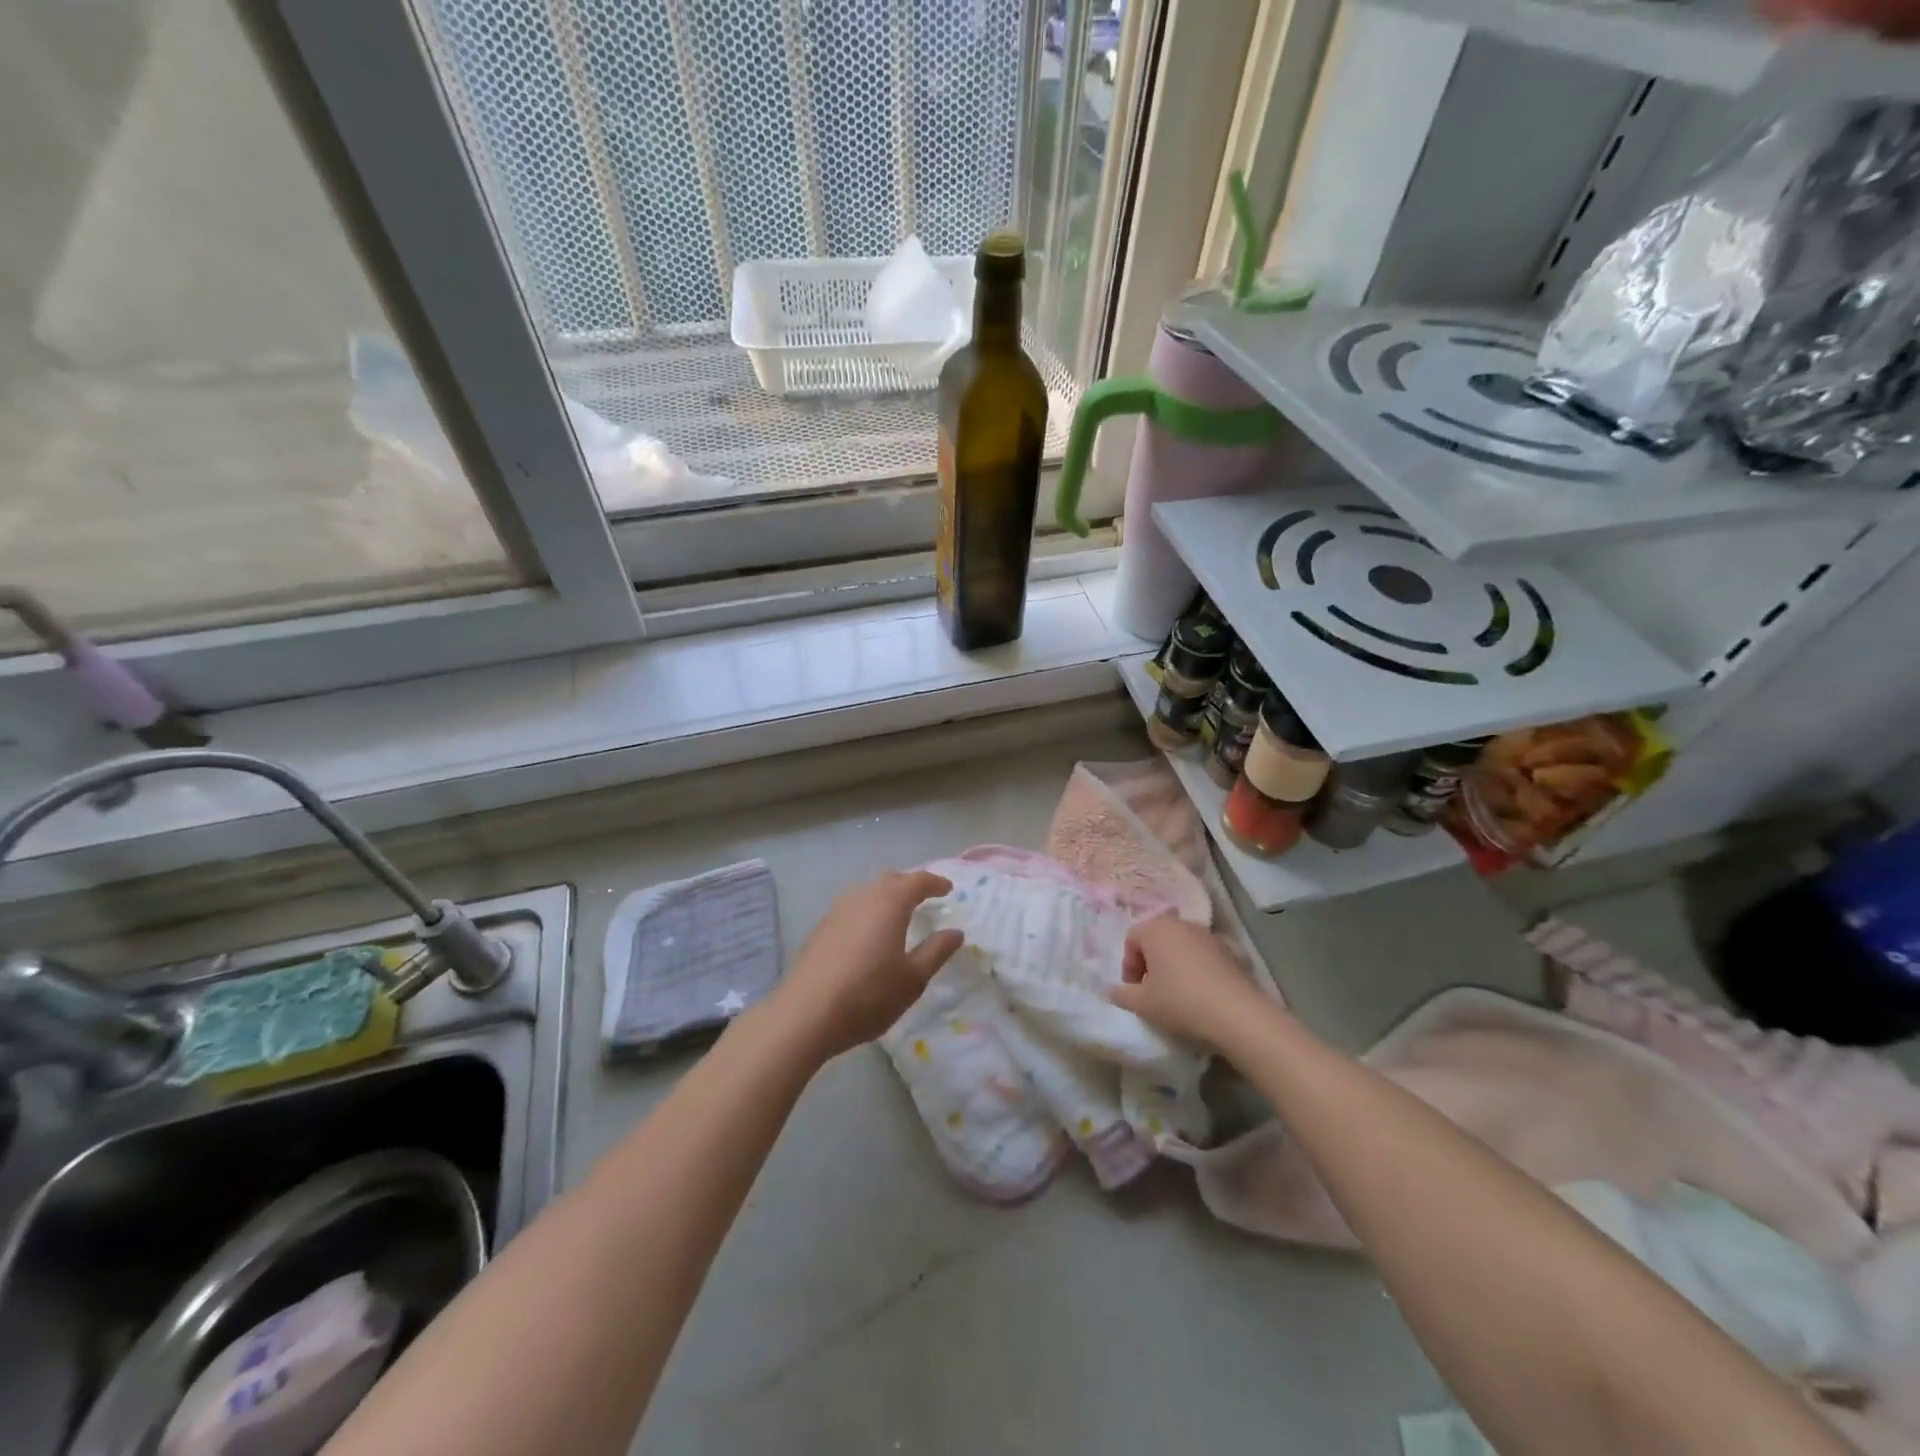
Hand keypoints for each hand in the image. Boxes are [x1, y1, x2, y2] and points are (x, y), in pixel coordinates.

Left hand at [770, 870, 963, 1062]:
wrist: (806, 1014)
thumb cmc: (869, 995)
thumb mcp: (913, 978)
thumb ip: (936, 951)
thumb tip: (956, 932)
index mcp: (890, 903)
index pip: (917, 881)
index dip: (935, 883)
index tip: (948, 889)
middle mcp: (863, 897)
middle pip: (890, 880)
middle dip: (910, 885)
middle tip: (925, 898)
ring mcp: (837, 911)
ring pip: (868, 892)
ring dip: (886, 896)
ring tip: (898, 914)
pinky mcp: (821, 928)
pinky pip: (852, 908)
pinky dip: (868, 911)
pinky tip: (869, 934)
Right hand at [1109, 915, 1269, 1051]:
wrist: (1236, 1014)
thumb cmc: (1180, 1001)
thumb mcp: (1142, 1004)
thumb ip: (1122, 994)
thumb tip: (1111, 990)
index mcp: (1156, 929)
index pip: (1131, 939)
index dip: (1128, 966)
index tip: (1134, 990)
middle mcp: (1182, 924)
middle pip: (1157, 938)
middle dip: (1151, 962)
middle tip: (1152, 990)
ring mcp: (1209, 935)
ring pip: (1182, 946)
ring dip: (1175, 964)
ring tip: (1178, 992)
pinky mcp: (1231, 951)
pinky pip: (1204, 956)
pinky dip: (1198, 969)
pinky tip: (1202, 993)